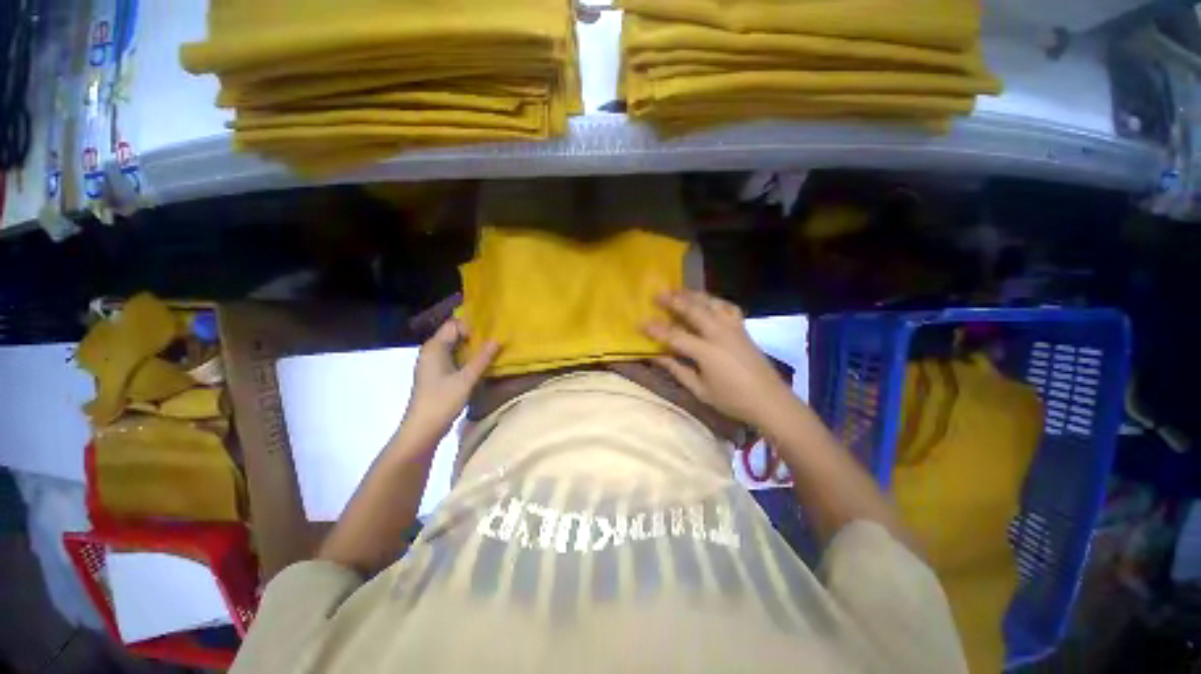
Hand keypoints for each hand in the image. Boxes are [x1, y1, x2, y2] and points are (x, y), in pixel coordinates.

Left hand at [396, 319, 499, 450]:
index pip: (454, 324)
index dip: (472, 327)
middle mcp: (432, 351)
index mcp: (435, 347)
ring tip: (492, 352)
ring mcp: (433, 363)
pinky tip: (481, 365)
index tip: (490, 335)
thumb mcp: (466, 379)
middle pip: (455, 335)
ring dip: (472, 349)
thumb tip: (498, 340)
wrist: (423, 429)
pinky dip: (467, 359)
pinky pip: (454, 359)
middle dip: (475, 336)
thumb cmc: (442, 401)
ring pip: (456, 348)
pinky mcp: (437, 375)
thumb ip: (483, 358)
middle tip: (496, 341)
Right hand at [644, 290, 795, 428]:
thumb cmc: (732, 399)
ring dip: (693, 295)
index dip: (656, 330)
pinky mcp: (742, 328)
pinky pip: (727, 306)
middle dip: (673, 301)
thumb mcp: (700, 389)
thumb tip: (656, 356)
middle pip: (693, 310)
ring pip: (711, 303)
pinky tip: (707, 301)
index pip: (675, 335)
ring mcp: (733, 328)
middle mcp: (720, 334)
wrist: (770, 400)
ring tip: (678, 290)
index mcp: (707, 352)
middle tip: (657, 294)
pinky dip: (714, 300)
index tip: (640, 323)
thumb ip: (677, 369)